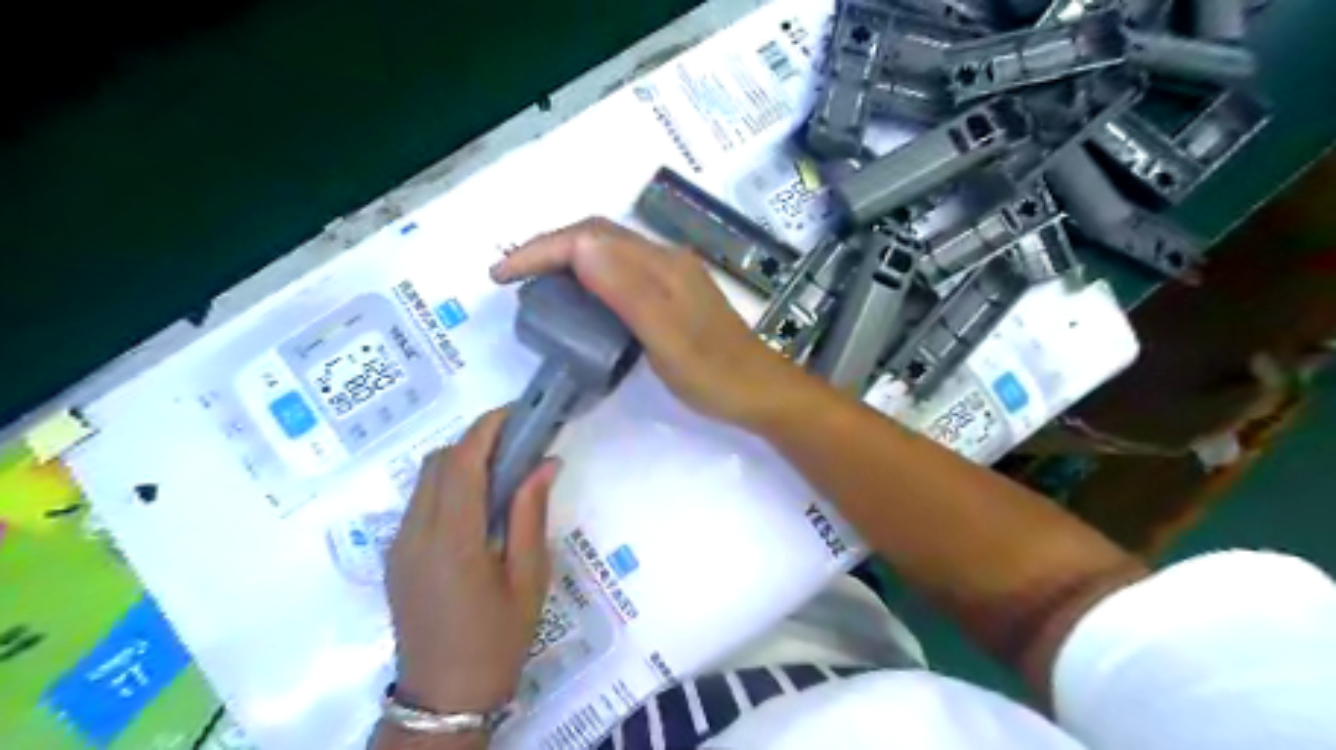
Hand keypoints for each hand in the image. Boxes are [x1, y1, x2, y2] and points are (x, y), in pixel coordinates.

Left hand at [388, 409, 557, 715]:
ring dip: (461, 462)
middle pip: (438, 461)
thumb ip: (530, 513)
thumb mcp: (528, 577)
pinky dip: (448, 486)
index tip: (518, 412)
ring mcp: (398, 545)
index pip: (462, 461)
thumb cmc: (497, 639)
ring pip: (425, 479)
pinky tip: (478, 505)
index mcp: (452, 539)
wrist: (444, 697)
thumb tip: (546, 462)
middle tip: (518, 444)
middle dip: (476, 440)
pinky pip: (420, 502)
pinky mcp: (395, 557)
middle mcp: (415, 533)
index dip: (487, 427)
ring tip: (503, 471)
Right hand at [488, 216, 801, 428]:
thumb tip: (579, 245)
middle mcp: (664, 262)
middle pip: (598, 237)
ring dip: (566, 260)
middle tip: (512, 277)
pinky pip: (620, 274)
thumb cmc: (714, 373)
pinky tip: (579, 300)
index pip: (589, 238)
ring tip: (534, 285)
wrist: (761, 393)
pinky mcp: (672, 298)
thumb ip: (627, 290)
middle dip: (548, 249)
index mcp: (661, 266)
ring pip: (608, 254)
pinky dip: (588, 278)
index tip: (502, 275)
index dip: (541, 249)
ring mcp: (670, 279)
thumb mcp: (667, 337)